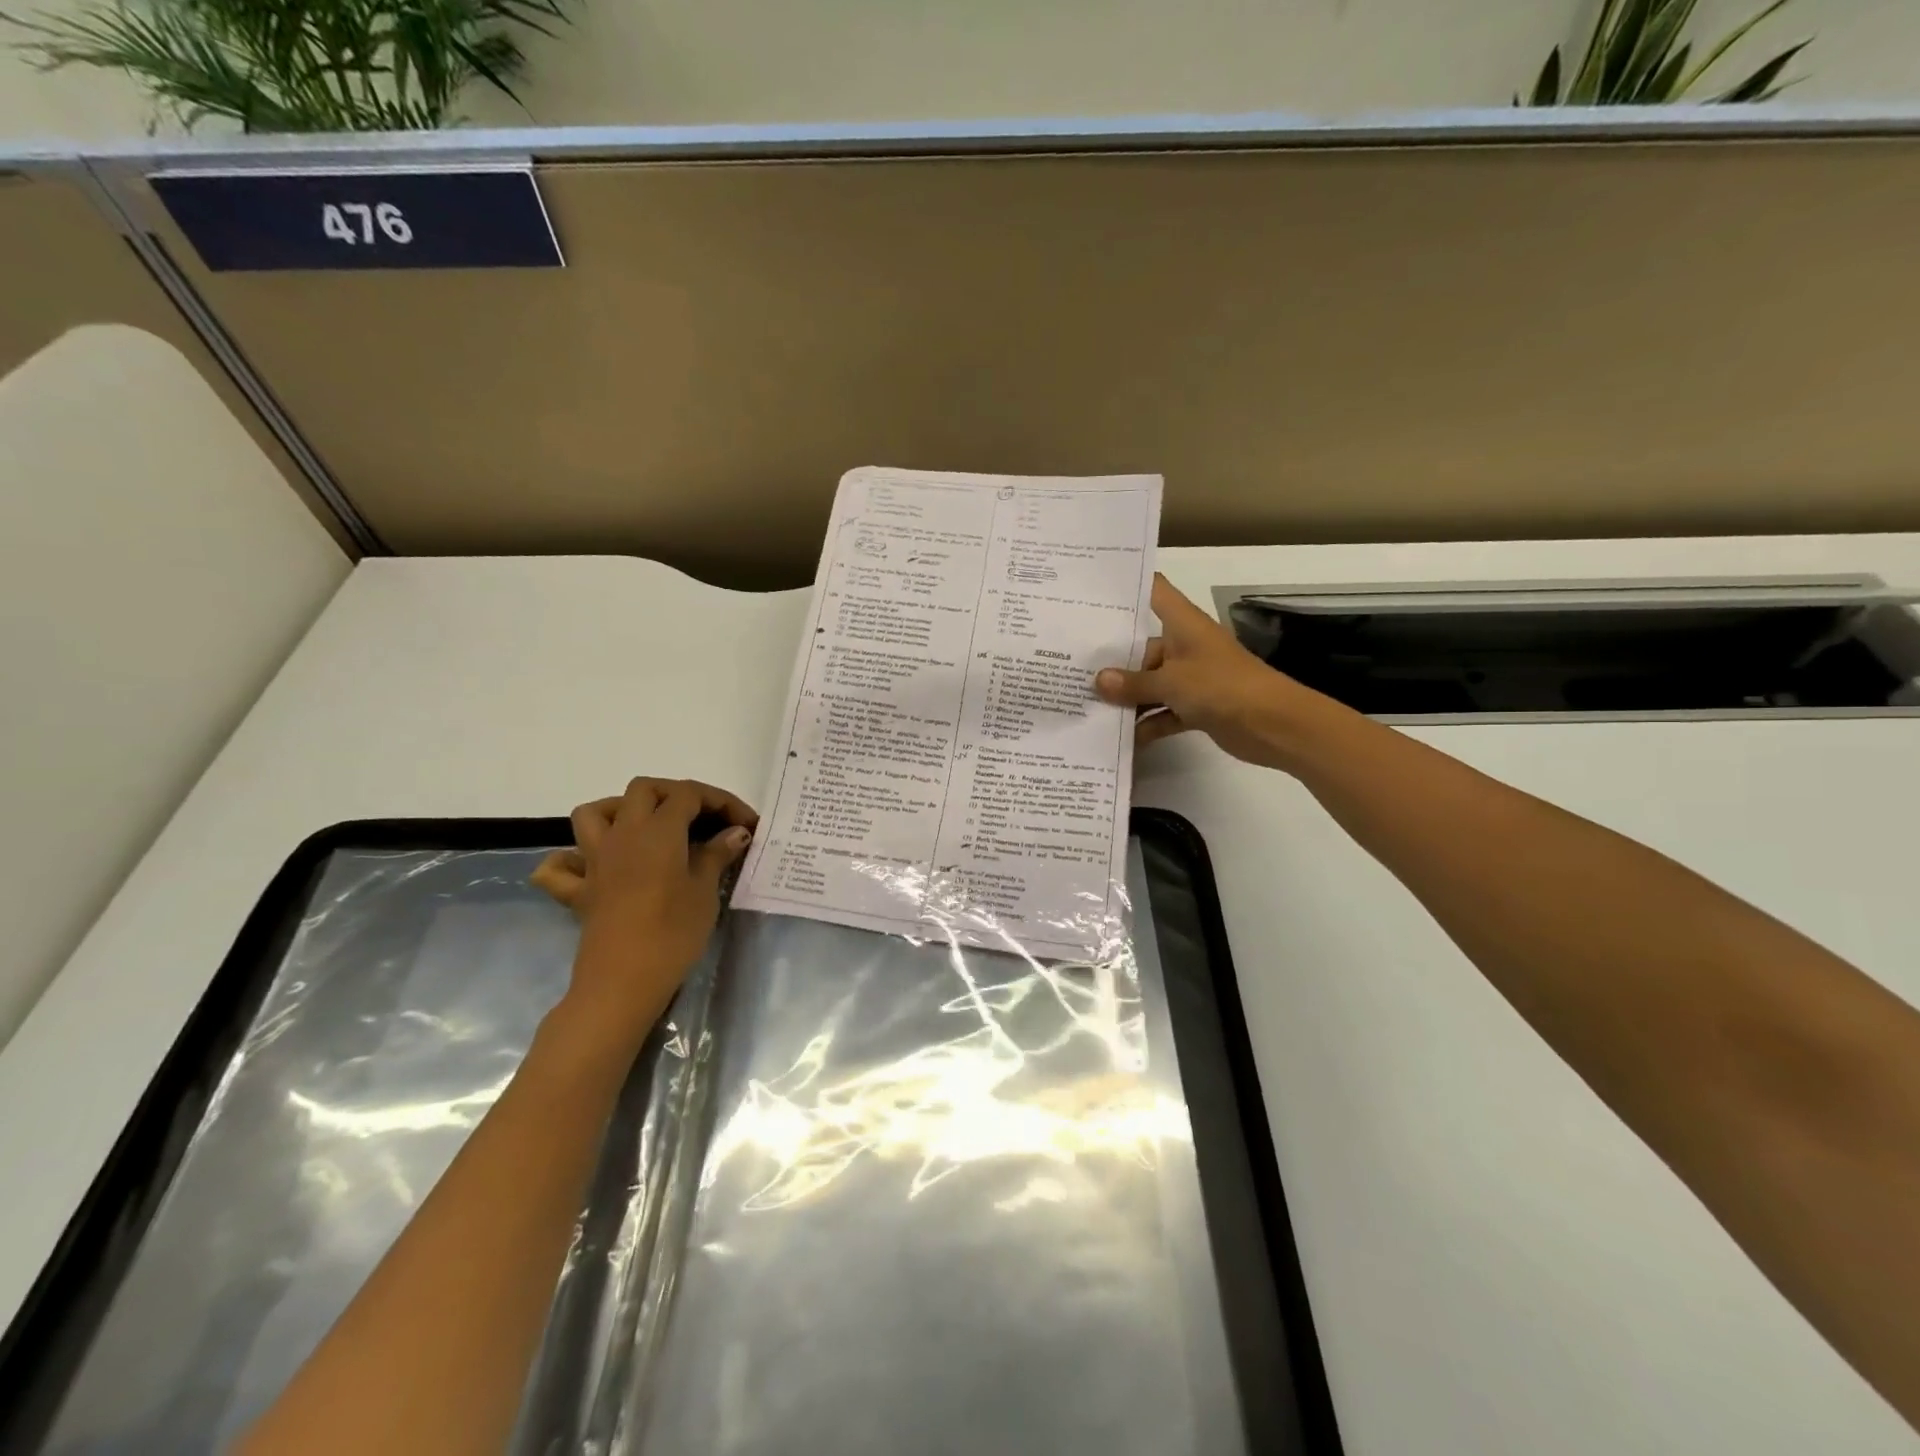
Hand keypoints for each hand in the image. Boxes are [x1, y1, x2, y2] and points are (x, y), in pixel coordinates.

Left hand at [532, 777, 756, 1045]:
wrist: (623, 982)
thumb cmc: (673, 932)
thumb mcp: (705, 891)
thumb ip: (717, 854)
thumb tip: (736, 831)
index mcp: (658, 830)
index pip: (689, 794)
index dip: (721, 801)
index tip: (745, 823)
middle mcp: (622, 833)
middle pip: (644, 790)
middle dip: (676, 794)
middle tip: (703, 818)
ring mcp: (595, 860)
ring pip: (595, 812)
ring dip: (620, 810)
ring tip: (648, 828)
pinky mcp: (579, 891)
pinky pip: (562, 865)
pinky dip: (572, 858)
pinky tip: (594, 867)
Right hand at [1095, 574, 1308, 767]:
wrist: (1274, 725)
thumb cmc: (1222, 686)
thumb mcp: (1171, 682)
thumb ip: (1133, 683)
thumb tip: (1098, 681)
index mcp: (1182, 624)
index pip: (1153, 592)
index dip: (1126, 587)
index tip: (1090, 590)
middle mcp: (1184, 645)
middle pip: (1141, 645)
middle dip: (1110, 656)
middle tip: (1069, 661)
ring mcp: (1191, 677)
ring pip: (1150, 682)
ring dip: (1125, 695)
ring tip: (1083, 703)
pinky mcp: (1196, 707)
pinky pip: (1163, 712)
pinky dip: (1146, 723)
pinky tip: (1118, 737)